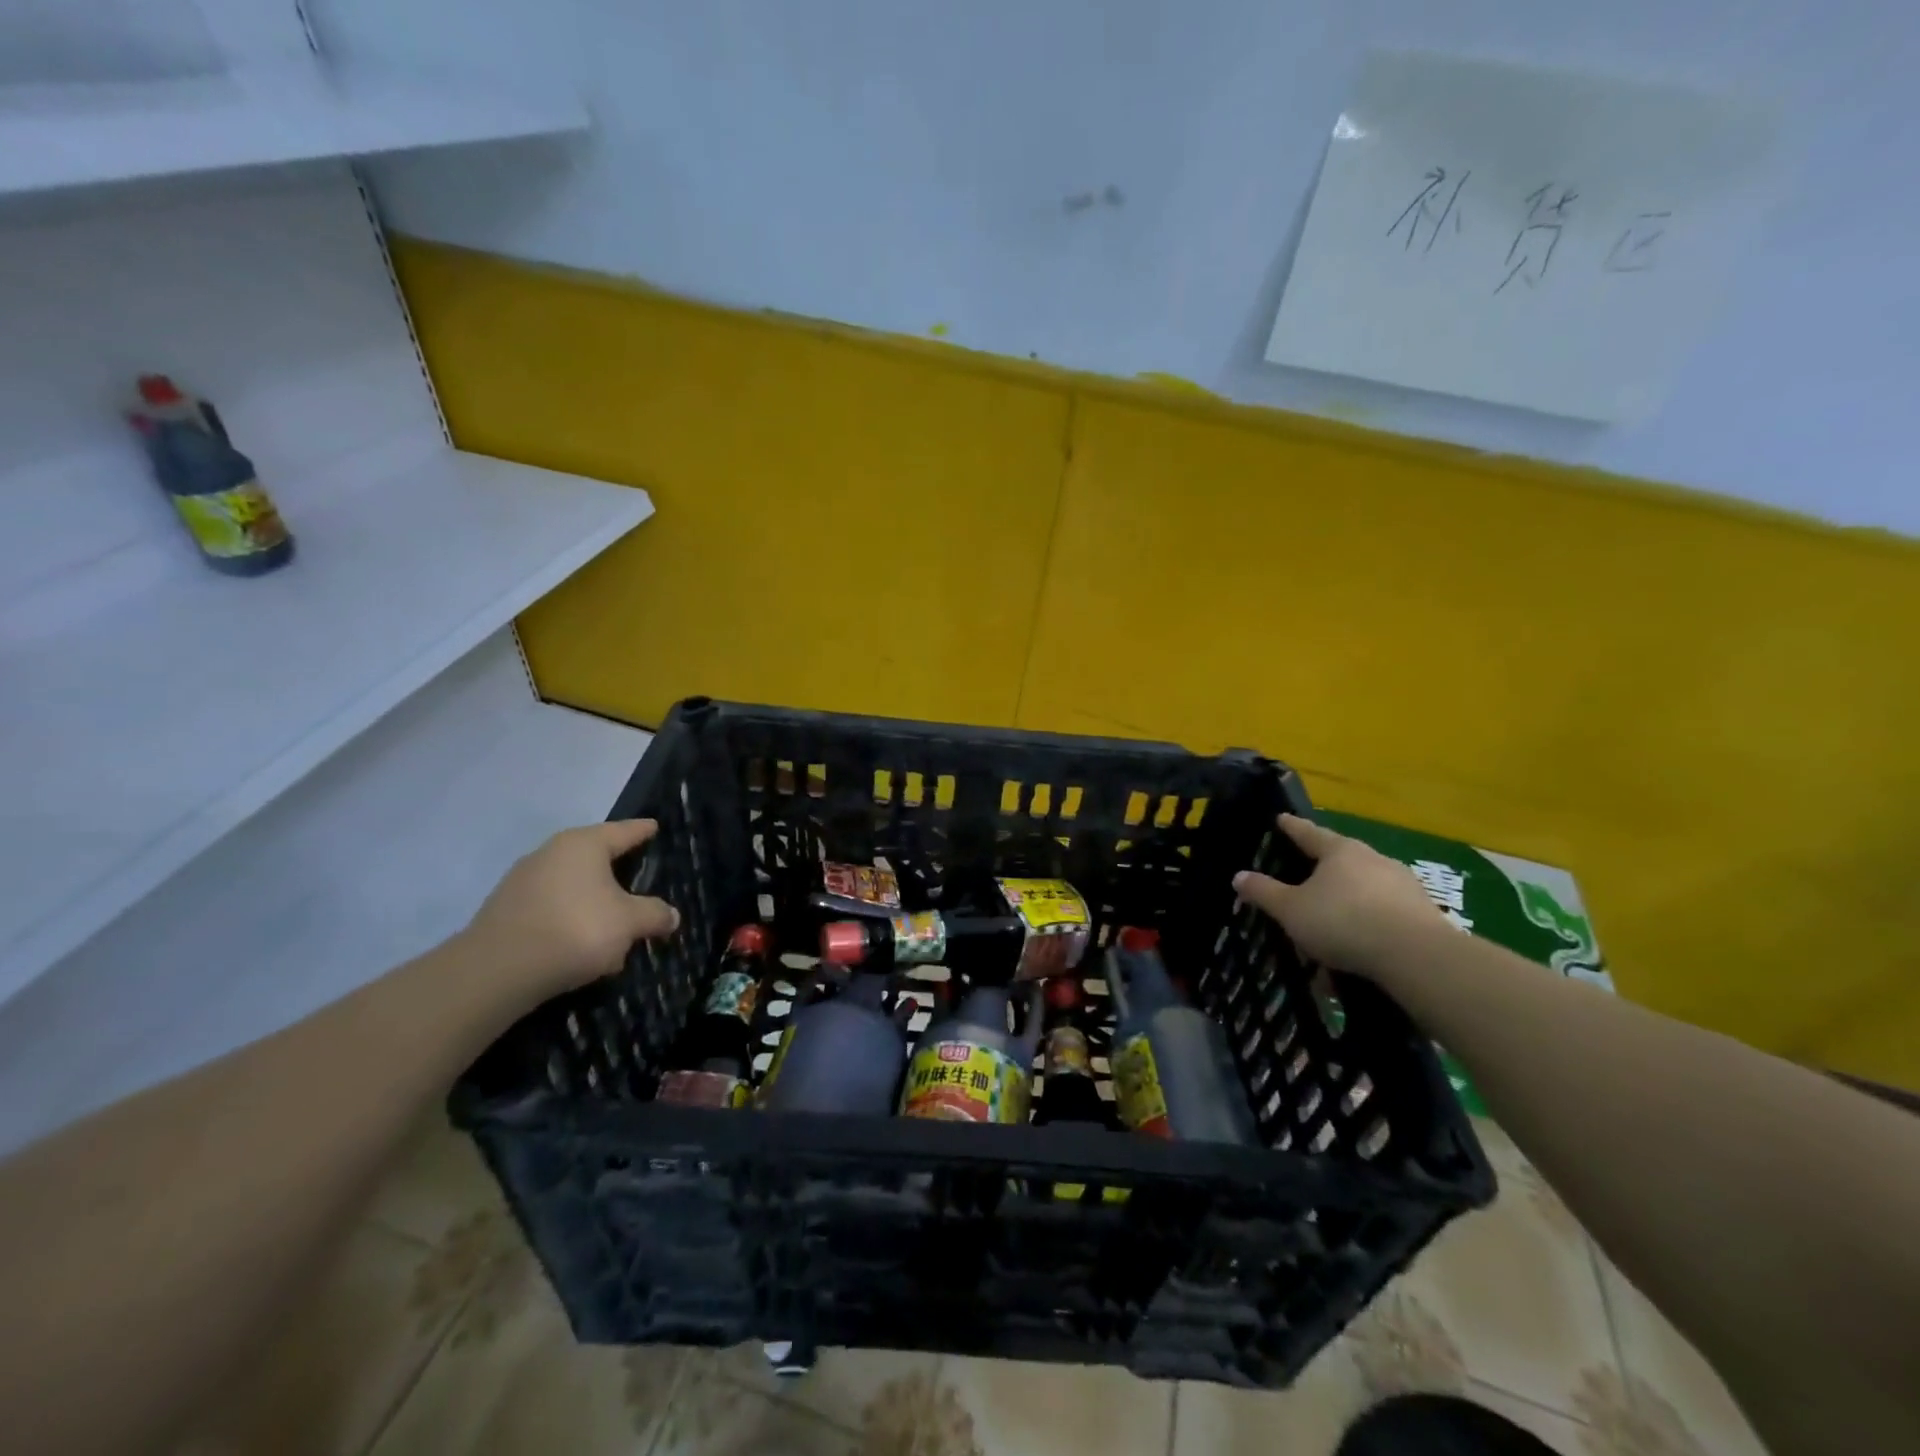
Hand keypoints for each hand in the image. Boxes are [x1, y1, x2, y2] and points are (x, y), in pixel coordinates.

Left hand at [462, 820, 679, 999]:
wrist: (496, 971)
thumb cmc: (575, 929)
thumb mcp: (629, 923)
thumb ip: (654, 914)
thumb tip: (671, 915)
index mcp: (584, 844)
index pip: (623, 831)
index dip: (643, 830)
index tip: (654, 826)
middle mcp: (551, 853)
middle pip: (594, 857)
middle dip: (617, 871)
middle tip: (639, 881)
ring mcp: (523, 881)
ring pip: (572, 886)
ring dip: (593, 902)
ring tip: (613, 926)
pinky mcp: (506, 911)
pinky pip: (551, 908)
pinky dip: (569, 920)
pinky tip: (580, 946)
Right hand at [1232, 814, 1444, 976]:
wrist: (1417, 956)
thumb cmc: (1344, 921)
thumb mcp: (1291, 910)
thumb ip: (1264, 892)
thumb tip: (1239, 876)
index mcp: (1339, 851)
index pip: (1308, 832)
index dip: (1291, 827)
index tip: (1281, 818)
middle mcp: (1372, 859)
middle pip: (1340, 858)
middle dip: (1320, 869)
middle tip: (1303, 877)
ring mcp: (1402, 884)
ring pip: (1363, 888)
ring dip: (1345, 902)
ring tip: (1328, 926)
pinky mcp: (1423, 913)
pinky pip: (1383, 914)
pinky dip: (1366, 926)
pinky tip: (1356, 950)